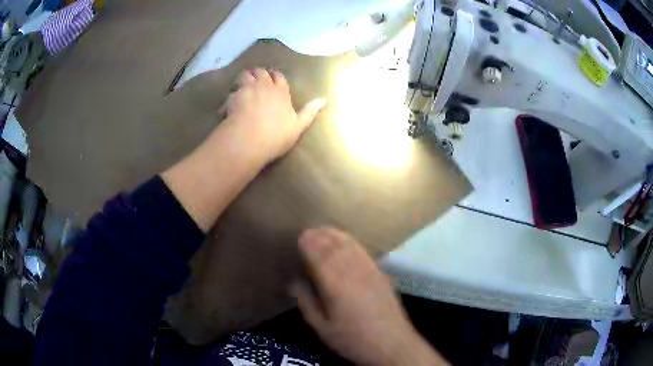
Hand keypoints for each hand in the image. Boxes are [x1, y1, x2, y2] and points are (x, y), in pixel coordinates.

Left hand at [221, 68, 325, 163]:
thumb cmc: (276, 135)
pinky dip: (230, 96)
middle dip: (259, 73)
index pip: (278, 76)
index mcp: (281, 91)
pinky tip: (228, 105)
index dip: (275, 76)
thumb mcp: (298, 126)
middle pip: (261, 72)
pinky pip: (230, 92)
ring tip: (242, 85)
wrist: (249, 140)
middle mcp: (264, 86)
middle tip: (256, 79)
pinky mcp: (232, 97)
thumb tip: (324, 99)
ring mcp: (247, 90)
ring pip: (245, 75)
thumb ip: (309, 112)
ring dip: (244, 78)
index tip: (273, 78)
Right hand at [291, 228, 447, 365]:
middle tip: (308, 230)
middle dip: (320, 236)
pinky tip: (347, 242)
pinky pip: (363, 252)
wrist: (391, 344)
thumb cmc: (353, 339)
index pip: (319, 256)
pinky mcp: (381, 274)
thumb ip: (306, 302)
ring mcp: (370, 271)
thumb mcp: (322, 327)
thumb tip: (294, 282)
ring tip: (324, 230)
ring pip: (350, 246)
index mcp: (335, 285)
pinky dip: (351, 242)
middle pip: (334, 247)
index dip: (309, 243)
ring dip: (335, 236)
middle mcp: (353, 272)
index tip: (299, 235)